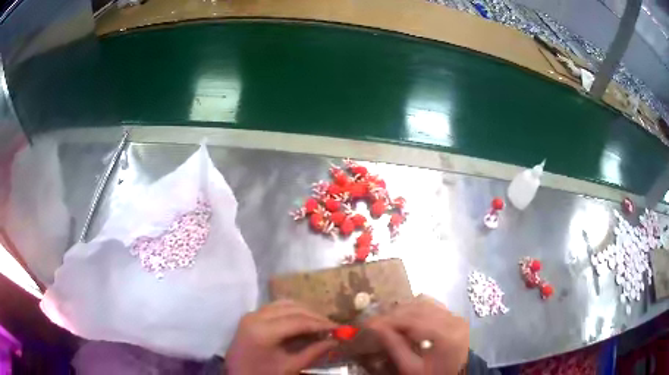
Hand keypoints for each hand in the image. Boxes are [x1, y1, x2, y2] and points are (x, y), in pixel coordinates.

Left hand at [225, 300, 336, 374]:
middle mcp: (256, 316)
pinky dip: (292, 311)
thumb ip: (313, 352)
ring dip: (304, 311)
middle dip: (315, 316)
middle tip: (332, 327)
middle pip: (292, 308)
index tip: (339, 328)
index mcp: (263, 331)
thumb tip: (335, 341)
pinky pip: (275, 307)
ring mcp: (252, 314)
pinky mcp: (251, 316)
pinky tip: (302, 321)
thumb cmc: (263, 374)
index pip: (299, 321)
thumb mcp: (290, 367)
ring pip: (284, 304)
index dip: (321, 323)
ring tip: (319, 324)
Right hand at [364, 295, 468, 374]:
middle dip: (393, 313)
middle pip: (418, 308)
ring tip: (385, 318)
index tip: (368, 323)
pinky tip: (404, 315)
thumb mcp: (412, 368)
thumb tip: (375, 327)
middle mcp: (453, 320)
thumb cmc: (434, 374)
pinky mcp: (455, 316)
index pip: (412, 320)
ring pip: (424, 303)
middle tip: (373, 321)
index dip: (388, 320)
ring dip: (402, 309)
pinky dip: (415, 307)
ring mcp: (455, 316)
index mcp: (445, 335)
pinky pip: (432, 305)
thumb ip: (395, 347)